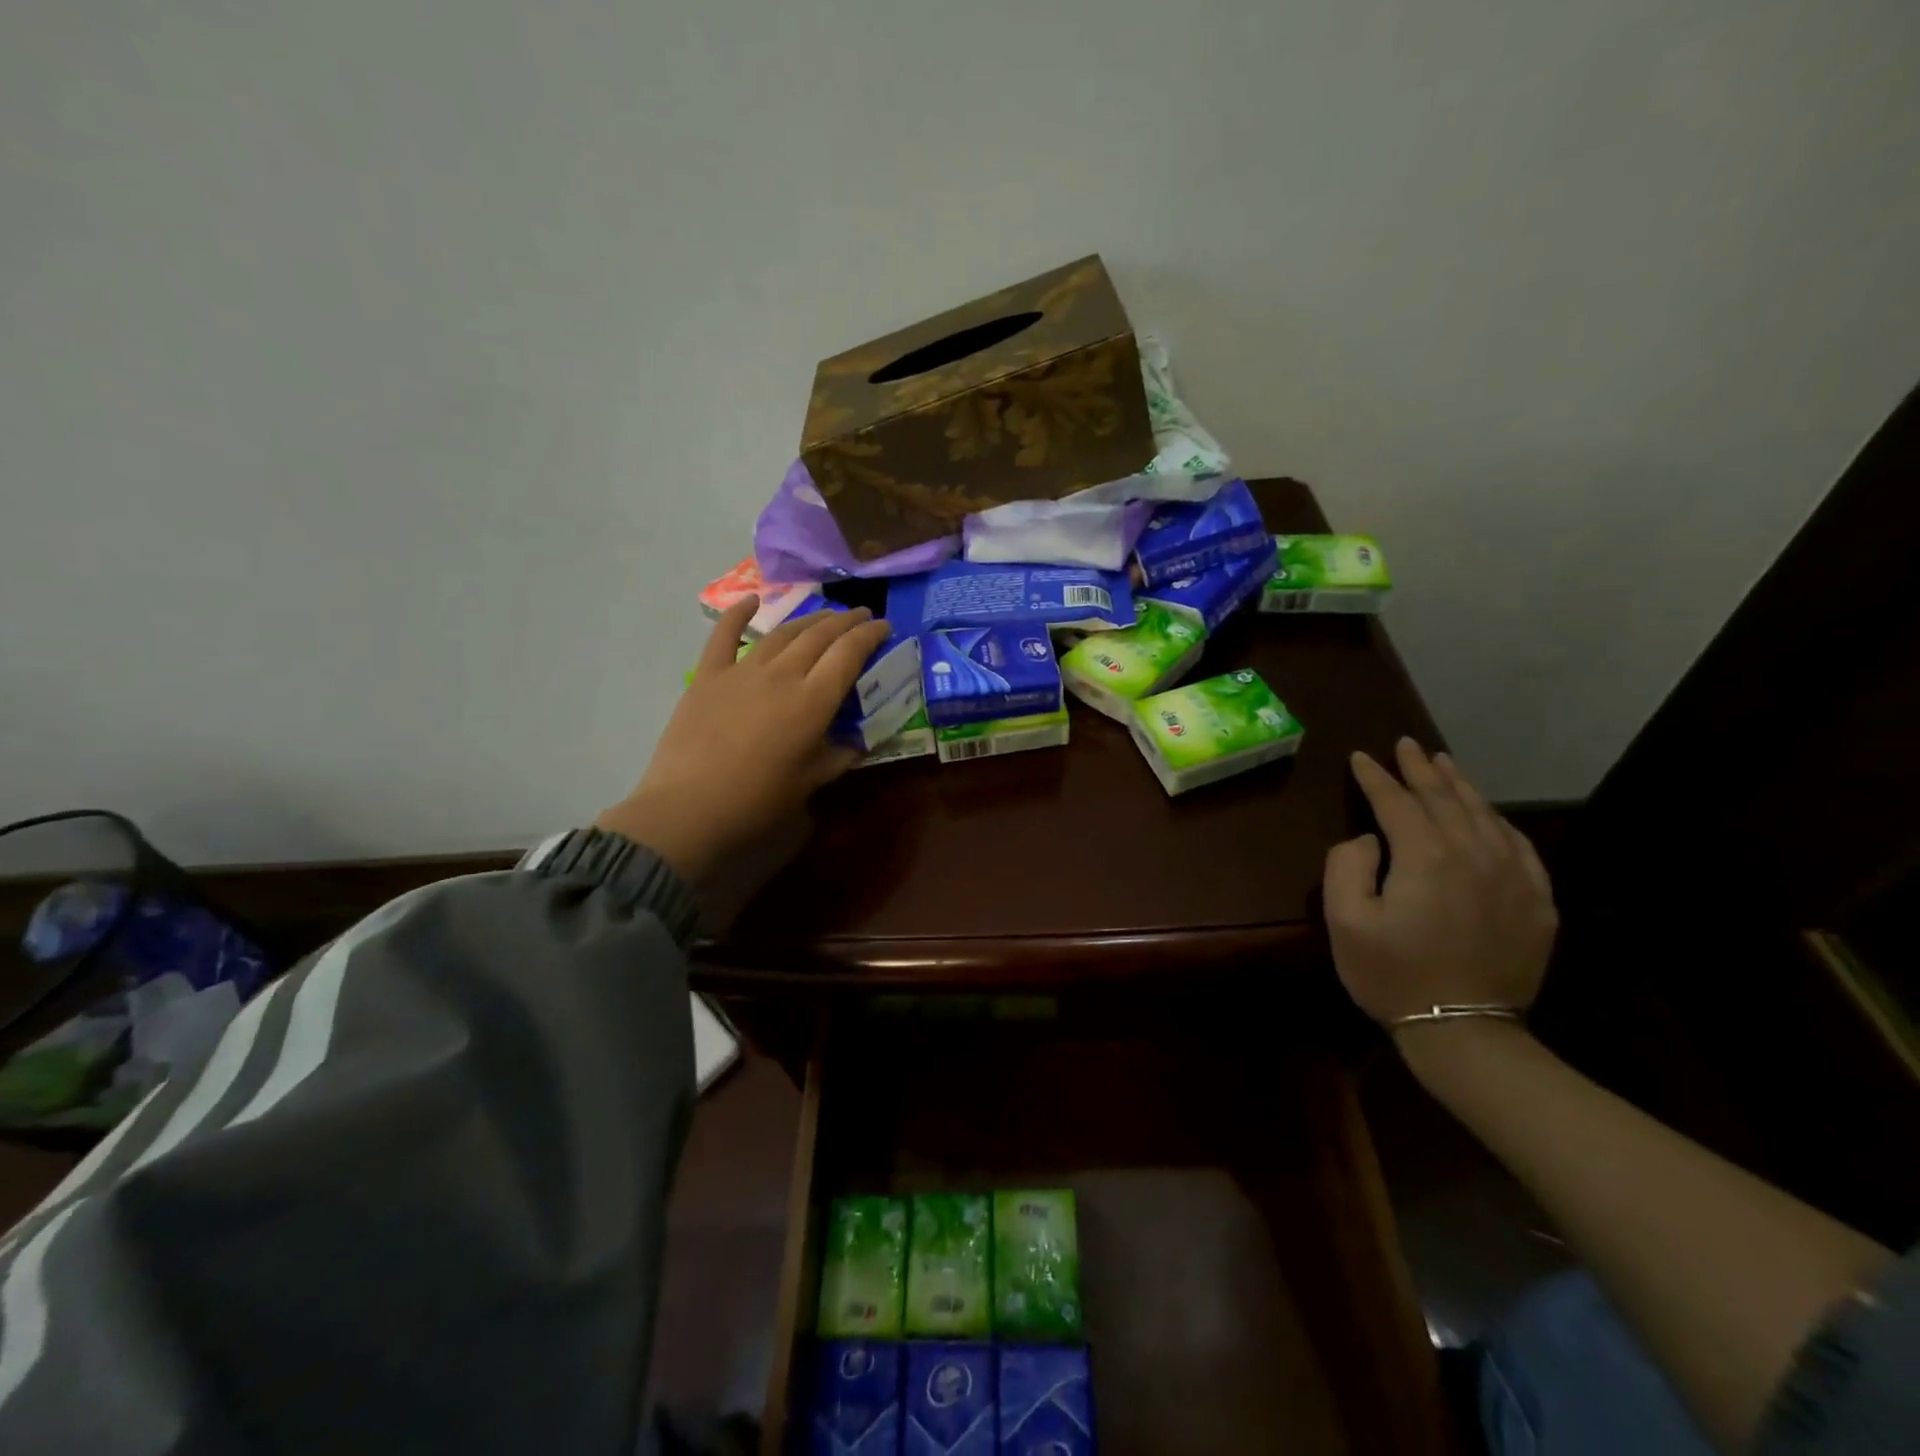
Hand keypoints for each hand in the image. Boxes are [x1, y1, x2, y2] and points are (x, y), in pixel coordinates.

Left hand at [595, 596, 891, 891]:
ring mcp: (743, 670)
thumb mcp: (812, 781)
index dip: (869, 635)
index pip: (849, 653)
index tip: (884, 626)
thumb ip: (840, 755)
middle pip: (819, 635)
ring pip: (783, 633)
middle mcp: (782, 674)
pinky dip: (739, 614)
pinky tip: (752, 601)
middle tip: (860, 616)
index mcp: (813, 700)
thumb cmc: (759, 800)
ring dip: (808, 620)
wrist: (690, 807)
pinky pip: (725, 636)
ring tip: (825, 615)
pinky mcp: (709, 675)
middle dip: (845, 621)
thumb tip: (858, 742)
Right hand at [1322, 738, 1557, 1032]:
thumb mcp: (1345, 921)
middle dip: (1420, 769)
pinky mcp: (1536, 902)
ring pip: (1484, 815)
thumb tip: (1369, 840)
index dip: (1376, 777)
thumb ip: (1346, 866)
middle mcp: (1474, 854)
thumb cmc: (1392, 974)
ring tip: (1443, 763)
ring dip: (1460, 786)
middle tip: (1406, 744)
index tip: (1360, 758)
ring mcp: (1513, 877)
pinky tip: (1487, 813)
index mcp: (1426, 857)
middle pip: (1445, 799)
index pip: (1397, 802)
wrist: (1465, 1031)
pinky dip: (1497, 821)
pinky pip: (1518, 845)